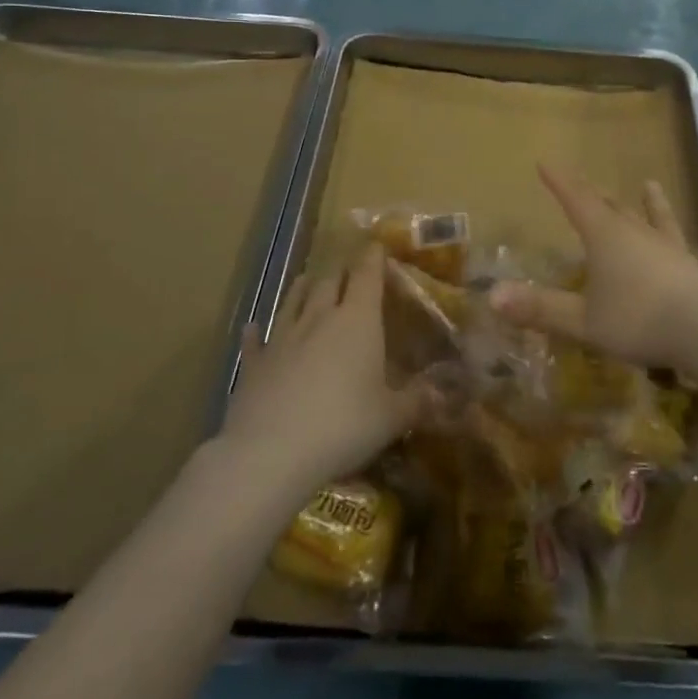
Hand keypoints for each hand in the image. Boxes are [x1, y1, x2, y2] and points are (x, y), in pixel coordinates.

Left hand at [218, 244, 428, 491]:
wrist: (270, 452)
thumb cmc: (343, 426)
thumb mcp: (392, 418)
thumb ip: (418, 402)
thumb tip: (444, 394)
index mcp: (358, 320)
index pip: (367, 275)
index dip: (373, 257)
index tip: (377, 245)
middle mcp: (319, 318)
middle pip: (329, 281)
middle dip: (340, 271)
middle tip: (348, 268)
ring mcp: (282, 338)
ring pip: (293, 301)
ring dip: (302, 289)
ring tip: (307, 280)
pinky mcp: (253, 364)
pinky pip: (255, 340)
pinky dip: (256, 332)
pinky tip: (252, 327)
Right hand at [493, 167, 697, 369]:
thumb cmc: (637, 319)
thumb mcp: (583, 320)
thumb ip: (541, 308)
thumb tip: (492, 296)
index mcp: (605, 236)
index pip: (576, 200)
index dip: (559, 182)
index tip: (546, 162)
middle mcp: (637, 232)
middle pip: (613, 206)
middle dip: (595, 195)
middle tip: (584, 185)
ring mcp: (670, 247)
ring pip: (655, 218)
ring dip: (649, 203)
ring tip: (649, 185)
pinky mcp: (695, 267)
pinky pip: (687, 249)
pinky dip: (684, 244)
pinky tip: (694, 248)